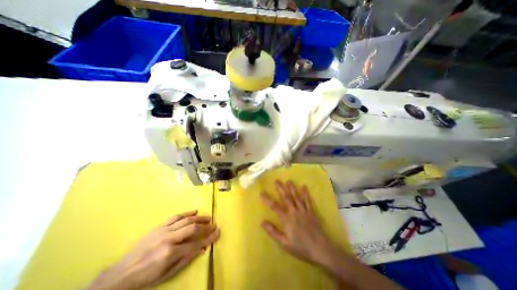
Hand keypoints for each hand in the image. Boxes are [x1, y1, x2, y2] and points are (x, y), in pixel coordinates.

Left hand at [87, 211, 219, 289]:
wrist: (121, 274)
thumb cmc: (146, 278)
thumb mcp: (167, 274)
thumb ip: (186, 260)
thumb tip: (202, 249)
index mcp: (170, 253)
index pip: (196, 244)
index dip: (209, 238)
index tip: (218, 233)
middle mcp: (169, 239)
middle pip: (192, 228)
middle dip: (205, 226)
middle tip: (214, 224)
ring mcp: (164, 230)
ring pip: (186, 220)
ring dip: (199, 218)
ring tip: (208, 217)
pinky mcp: (159, 226)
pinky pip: (175, 216)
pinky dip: (186, 213)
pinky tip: (194, 211)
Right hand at [261, 181, 341, 265]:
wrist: (320, 249)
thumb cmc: (301, 247)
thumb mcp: (284, 243)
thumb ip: (273, 232)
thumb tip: (262, 222)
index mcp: (287, 219)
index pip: (275, 206)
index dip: (267, 199)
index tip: (262, 192)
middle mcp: (294, 212)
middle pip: (286, 198)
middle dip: (281, 188)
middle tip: (276, 180)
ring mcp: (304, 211)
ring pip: (296, 197)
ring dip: (292, 188)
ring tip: (288, 180)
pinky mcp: (311, 212)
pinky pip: (307, 200)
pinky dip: (305, 193)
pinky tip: (304, 186)